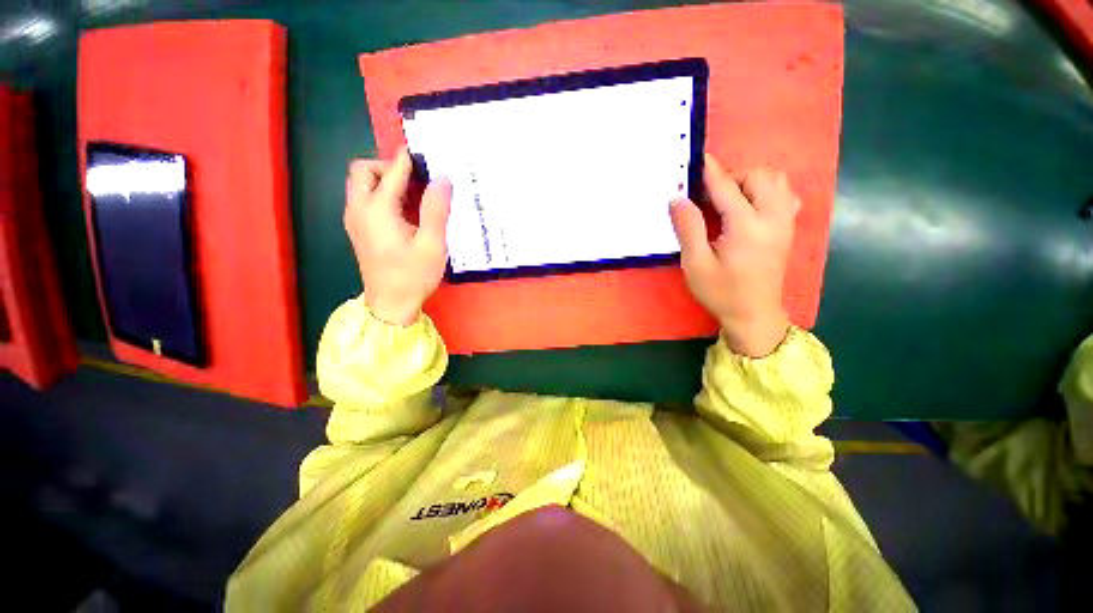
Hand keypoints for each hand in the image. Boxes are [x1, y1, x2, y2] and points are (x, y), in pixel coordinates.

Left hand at [344, 149, 451, 325]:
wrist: (390, 305)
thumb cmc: (413, 276)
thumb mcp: (432, 245)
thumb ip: (436, 210)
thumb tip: (442, 179)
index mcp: (378, 209)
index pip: (393, 172)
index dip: (409, 159)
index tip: (426, 154)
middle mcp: (359, 209)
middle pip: (363, 170)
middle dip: (388, 167)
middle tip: (415, 181)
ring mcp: (354, 220)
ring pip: (360, 184)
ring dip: (384, 181)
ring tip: (413, 197)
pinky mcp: (358, 230)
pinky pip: (363, 200)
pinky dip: (380, 195)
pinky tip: (404, 213)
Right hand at [669, 155, 799, 357]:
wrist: (754, 315)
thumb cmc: (720, 292)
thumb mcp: (696, 264)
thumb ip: (688, 228)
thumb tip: (678, 198)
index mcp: (746, 226)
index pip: (727, 187)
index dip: (710, 171)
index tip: (698, 158)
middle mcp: (772, 218)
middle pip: (759, 176)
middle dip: (733, 177)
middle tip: (709, 197)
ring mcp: (784, 223)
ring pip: (776, 181)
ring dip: (751, 181)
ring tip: (729, 200)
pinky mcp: (787, 229)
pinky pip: (785, 195)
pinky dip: (767, 191)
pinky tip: (750, 207)